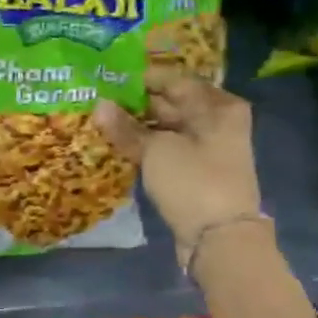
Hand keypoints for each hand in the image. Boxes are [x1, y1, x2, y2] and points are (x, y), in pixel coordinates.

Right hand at [94, 66, 263, 257]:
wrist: (220, 240)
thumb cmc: (194, 182)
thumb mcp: (155, 150)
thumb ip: (125, 127)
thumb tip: (98, 105)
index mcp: (217, 105)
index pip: (173, 79)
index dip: (140, 78)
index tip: (107, 78)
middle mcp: (216, 120)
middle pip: (171, 102)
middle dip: (135, 102)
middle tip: (97, 98)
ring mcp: (207, 147)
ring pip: (166, 127)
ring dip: (137, 125)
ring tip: (101, 120)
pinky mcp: (196, 171)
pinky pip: (167, 148)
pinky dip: (146, 145)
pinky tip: (117, 143)